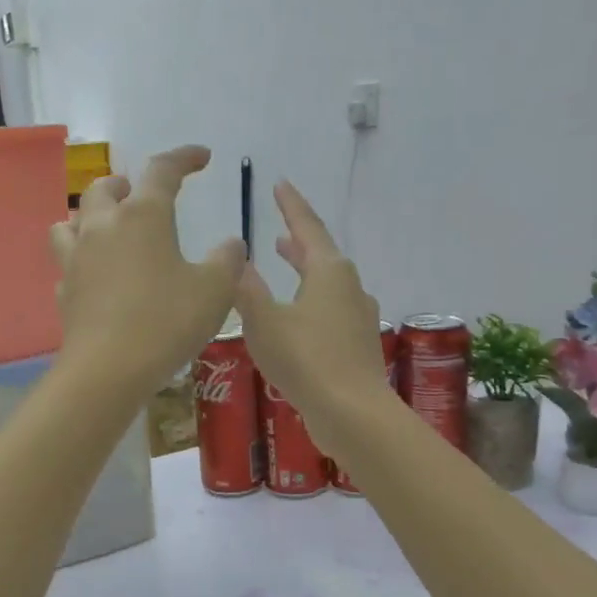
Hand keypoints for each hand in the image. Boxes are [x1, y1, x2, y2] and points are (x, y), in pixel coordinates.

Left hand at [50, 146, 245, 394]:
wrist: (108, 370)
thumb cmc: (167, 322)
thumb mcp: (215, 291)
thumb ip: (228, 261)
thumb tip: (231, 245)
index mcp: (143, 216)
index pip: (162, 170)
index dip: (184, 158)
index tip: (201, 157)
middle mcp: (103, 227)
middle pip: (104, 189)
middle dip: (125, 185)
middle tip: (141, 194)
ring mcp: (76, 259)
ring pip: (71, 221)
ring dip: (90, 216)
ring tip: (107, 228)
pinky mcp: (65, 292)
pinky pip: (68, 263)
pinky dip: (82, 260)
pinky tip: (96, 276)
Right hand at [233, 180, 392, 454]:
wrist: (352, 413)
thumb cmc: (305, 360)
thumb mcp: (263, 321)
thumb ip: (247, 289)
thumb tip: (237, 260)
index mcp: (329, 272)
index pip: (307, 227)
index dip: (291, 205)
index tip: (280, 184)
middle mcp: (350, 287)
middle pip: (321, 255)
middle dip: (298, 241)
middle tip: (280, 230)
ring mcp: (358, 316)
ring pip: (328, 283)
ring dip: (305, 271)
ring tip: (286, 266)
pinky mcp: (358, 344)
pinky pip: (332, 310)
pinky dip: (312, 300)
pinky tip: (299, 317)